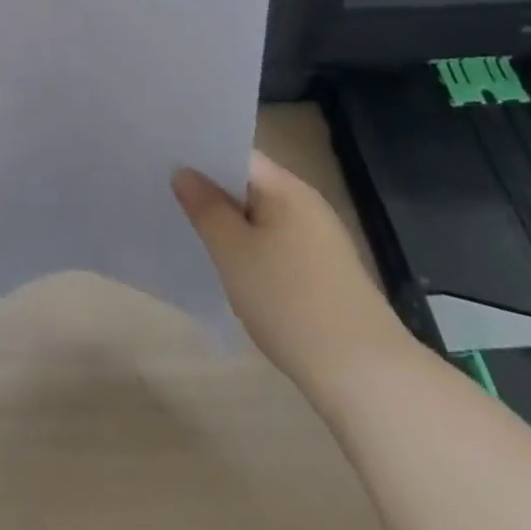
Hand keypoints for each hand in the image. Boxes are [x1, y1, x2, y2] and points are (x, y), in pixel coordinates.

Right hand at [174, 150, 409, 384]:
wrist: (365, 376)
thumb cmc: (290, 301)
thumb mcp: (233, 252)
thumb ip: (205, 208)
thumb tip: (184, 172)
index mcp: (287, 188)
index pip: (236, 153)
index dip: (200, 155)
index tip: (164, 162)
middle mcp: (306, 205)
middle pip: (249, 184)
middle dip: (211, 190)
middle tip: (166, 194)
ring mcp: (320, 240)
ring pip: (261, 217)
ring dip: (230, 222)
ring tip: (190, 229)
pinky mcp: (325, 274)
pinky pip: (276, 244)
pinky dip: (251, 248)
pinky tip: (231, 269)